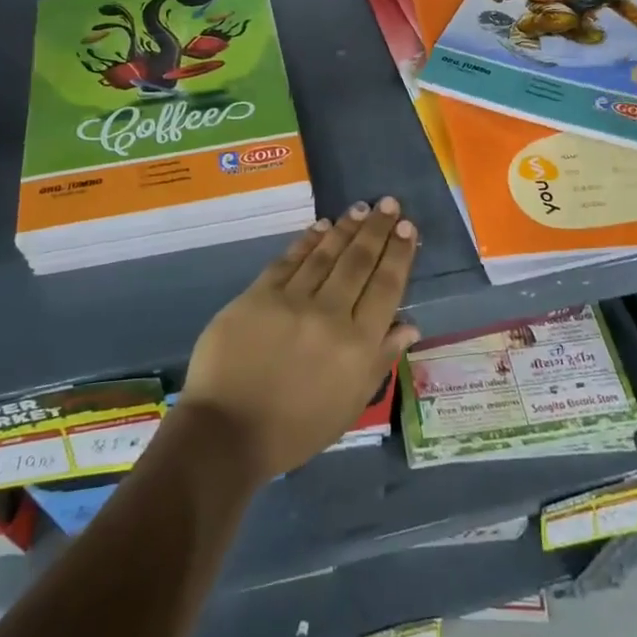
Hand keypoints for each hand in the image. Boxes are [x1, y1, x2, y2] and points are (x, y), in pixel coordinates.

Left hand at [183, 198, 419, 481]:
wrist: (227, 432)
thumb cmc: (295, 430)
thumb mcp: (350, 405)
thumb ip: (380, 360)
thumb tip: (409, 324)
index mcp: (357, 346)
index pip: (386, 288)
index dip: (399, 255)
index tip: (408, 228)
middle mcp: (329, 315)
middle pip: (359, 262)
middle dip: (377, 230)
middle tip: (389, 204)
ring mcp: (292, 301)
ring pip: (326, 254)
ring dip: (346, 228)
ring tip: (361, 208)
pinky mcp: (258, 294)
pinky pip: (289, 260)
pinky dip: (307, 241)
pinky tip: (320, 226)